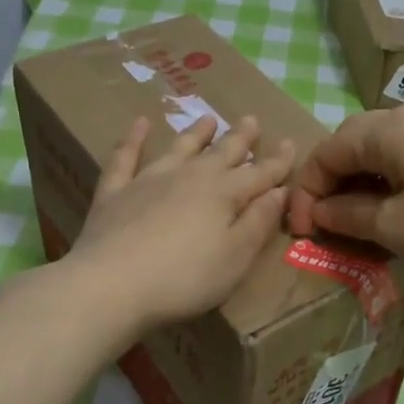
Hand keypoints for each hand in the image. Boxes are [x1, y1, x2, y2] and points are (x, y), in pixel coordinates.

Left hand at [66, 114, 294, 332]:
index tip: (292, 143)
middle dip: (240, 138)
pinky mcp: (115, 192)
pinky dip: (133, 139)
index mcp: (223, 195)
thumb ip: (258, 223)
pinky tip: (139, 124)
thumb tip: (280, 191)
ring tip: (209, 118)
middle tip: (252, 119)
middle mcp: (189, 177)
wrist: (111, 285)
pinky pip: (126, 157)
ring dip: (196, 133)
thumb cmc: (184, 279)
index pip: (259, 174)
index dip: (278, 162)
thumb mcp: (235, 258)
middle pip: (221, 153)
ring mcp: (149, 180)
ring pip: (179, 148)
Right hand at [287, 106, 403, 271]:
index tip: (304, 230)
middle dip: (331, 181)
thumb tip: (321, 211)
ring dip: (360, 180)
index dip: (307, 191)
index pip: (326, 152)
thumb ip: (347, 216)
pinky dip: (389, 178)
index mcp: (386, 130)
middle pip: (351, 142)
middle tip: (327, 220)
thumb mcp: (393, 227)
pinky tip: (398, 207)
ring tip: (358, 217)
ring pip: (381, 147)